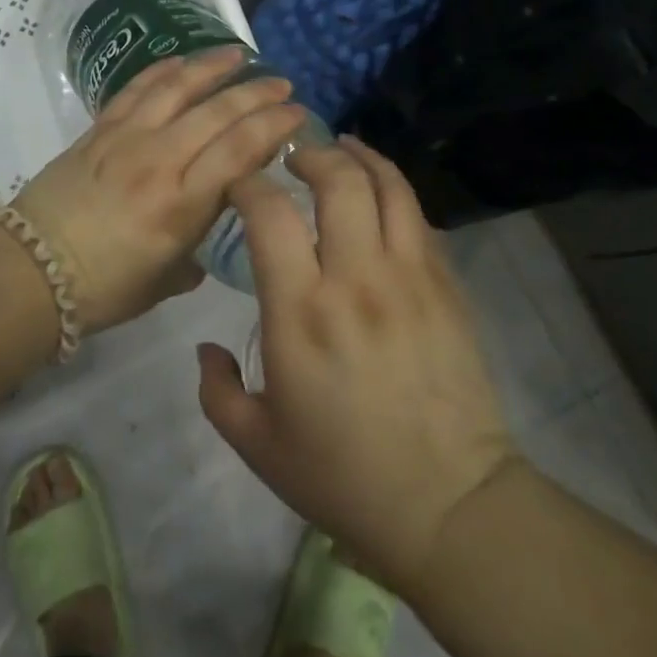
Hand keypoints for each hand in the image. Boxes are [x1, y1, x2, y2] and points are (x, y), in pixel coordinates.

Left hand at [9, 46, 306, 332]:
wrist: (31, 271)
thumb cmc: (104, 289)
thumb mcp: (166, 278)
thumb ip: (197, 246)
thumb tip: (211, 225)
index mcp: (181, 205)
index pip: (240, 149)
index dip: (274, 126)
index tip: (298, 114)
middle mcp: (159, 160)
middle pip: (217, 112)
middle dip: (256, 93)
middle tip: (282, 83)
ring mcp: (126, 138)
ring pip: (178, 88)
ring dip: (212, 67)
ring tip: (238, 54)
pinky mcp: (99, 129)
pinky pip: (136, 88)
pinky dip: (162, 71)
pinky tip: (182, 62)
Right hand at [196, 136, 517, 594]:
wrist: (450, 508)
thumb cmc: (343, 476)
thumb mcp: (256, 444)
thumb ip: (216, 389)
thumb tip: (206, 346)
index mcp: (301, 312)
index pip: (270, 214)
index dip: (249, 184)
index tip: (240, 184)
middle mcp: (356, 279)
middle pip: (338, 180)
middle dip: (310, 154)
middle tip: (294, 156)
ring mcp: (410, 278)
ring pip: (388, 187)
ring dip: (360, 157)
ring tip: (341, 148)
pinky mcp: (447, 288)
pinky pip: (420, 218)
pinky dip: (394, 190)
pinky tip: (380, 191)